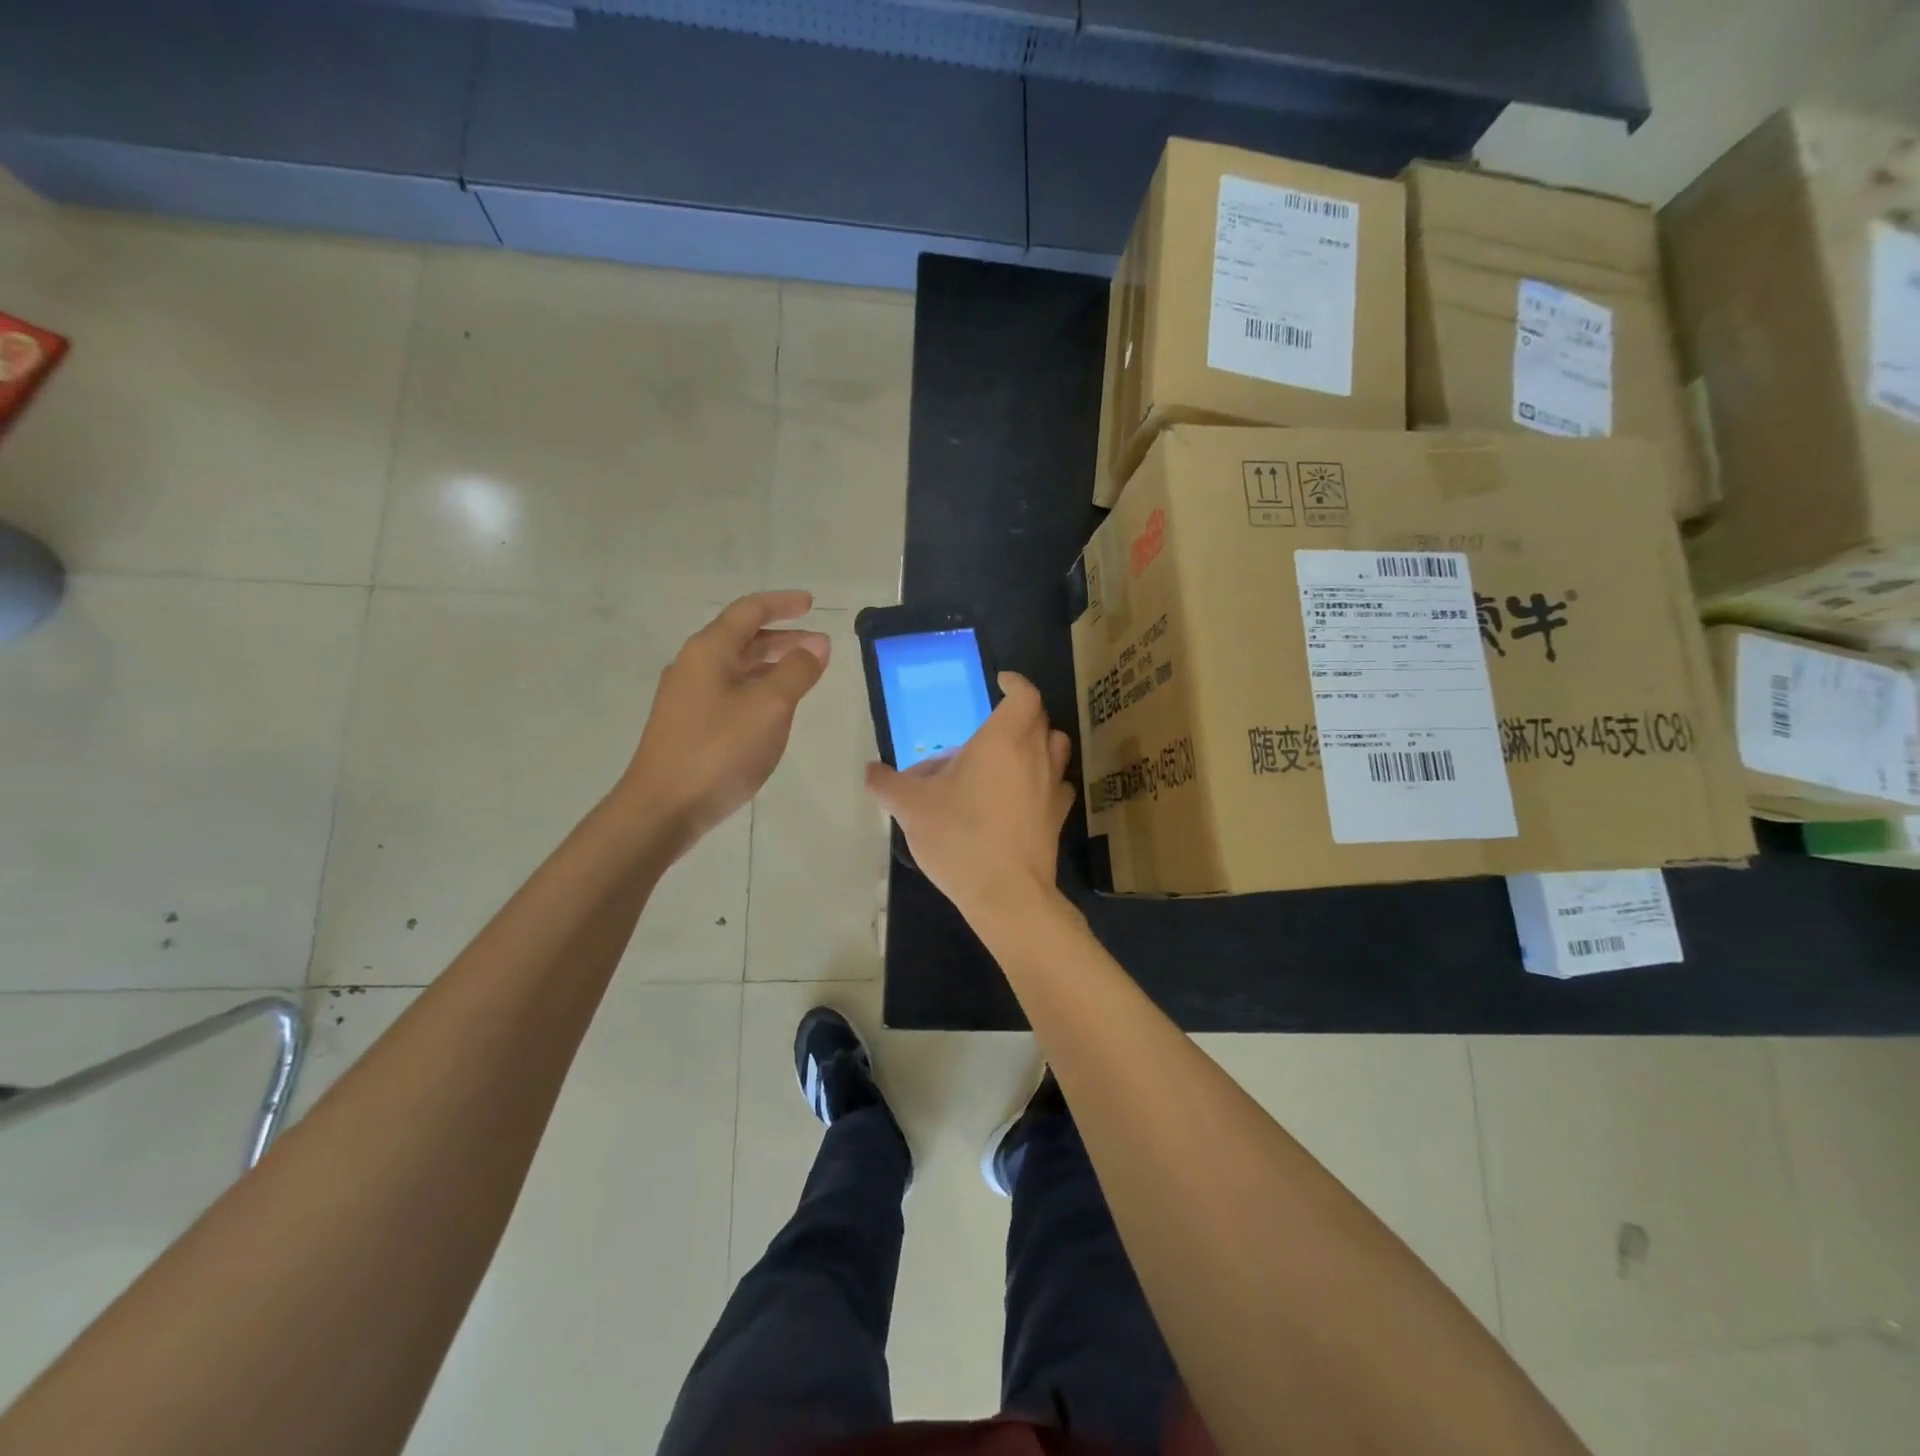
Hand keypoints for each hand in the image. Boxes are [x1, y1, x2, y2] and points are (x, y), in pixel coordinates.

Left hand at [622, 591, 829, 850]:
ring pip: (737, 667)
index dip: (783, 603)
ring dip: (772, 664)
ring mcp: (687, 696)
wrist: (663, 807)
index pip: (749, 611)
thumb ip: (796, 670)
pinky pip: (730, 691)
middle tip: (820, 647)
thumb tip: (816, 645)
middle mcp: (694, 665)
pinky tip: (774, 709)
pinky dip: (758, 688)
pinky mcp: (688, 724)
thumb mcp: (769, 706)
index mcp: (709, 650)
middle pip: (742, 638)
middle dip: (783, 637)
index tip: (812, 604)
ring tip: (805, 677)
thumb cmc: (719, 749)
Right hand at [866, 672, 1073, 920]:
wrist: (1006, 894)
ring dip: (1038, 743)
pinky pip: (1057, 784)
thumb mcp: (911, 808)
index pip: (1024, 695)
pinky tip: (1024, 795)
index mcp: (1003, 740)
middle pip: (1041, 719)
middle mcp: (1035, 755)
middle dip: (1020, 713)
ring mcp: (1053, 786)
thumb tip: (870, 771)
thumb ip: (887, 784)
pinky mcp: (1058, 816)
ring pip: (1056, 748)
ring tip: (1010, 756)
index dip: (1015, 682)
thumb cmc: (959, 837)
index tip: (1000, 682)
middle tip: (991, 726)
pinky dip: (1045, 779)